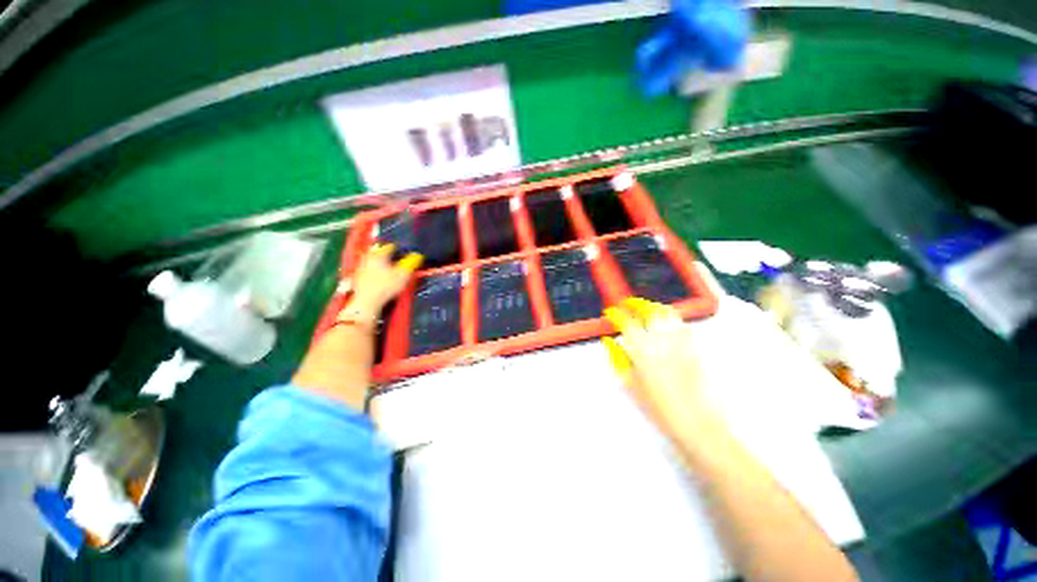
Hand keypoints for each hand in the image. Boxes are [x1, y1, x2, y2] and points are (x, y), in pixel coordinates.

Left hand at [345, 243, 422, 316]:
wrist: (366, 302)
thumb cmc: (386, 286)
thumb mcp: (403, 274)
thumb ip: (411, 263)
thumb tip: (417, 255)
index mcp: (379, 254)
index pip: (391, 247)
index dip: (400, 249)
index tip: (405, 253)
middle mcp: (368, 257)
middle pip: (379, 252)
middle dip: (388, 255)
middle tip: (397, 259)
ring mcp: (361, 267)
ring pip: (372, 260)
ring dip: (381, 262)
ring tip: (389, 267)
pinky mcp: (357, 276)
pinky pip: (367, 268)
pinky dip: (374, 269)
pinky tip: (379, 276)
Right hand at [602, 297, 715, 440]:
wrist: (697, 423)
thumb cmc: (659, 407)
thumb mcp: (631, 385)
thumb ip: (618, 359)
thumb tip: (609, 341)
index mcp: (643, 351)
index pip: (627, 322)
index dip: (617, 314)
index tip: (612, 312)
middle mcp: (662, 342)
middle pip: (649, 310)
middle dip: (637, 304)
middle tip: (629, 304)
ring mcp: (681, 342)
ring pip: (668, 313)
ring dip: (654, 307)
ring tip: (647, 309)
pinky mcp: (695, 348)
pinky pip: (682, 325)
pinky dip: (672, 319)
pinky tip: (667, 324)